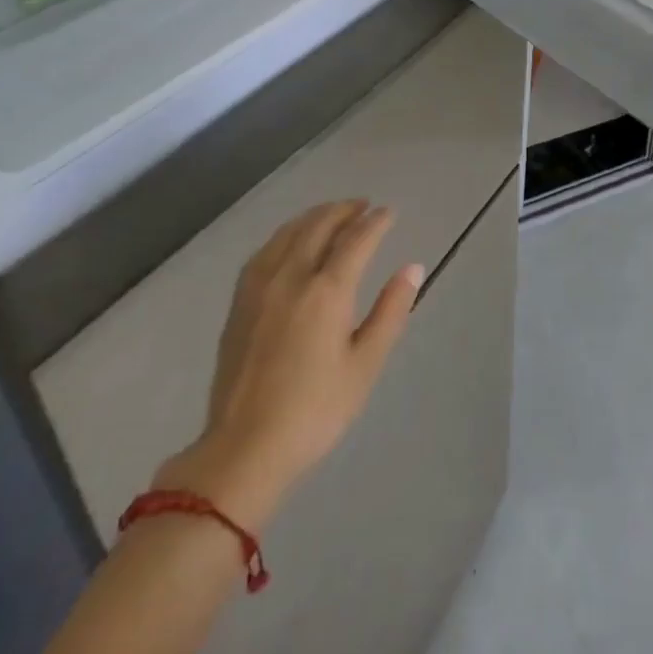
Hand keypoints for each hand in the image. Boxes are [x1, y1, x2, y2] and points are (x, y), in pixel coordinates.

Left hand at [153, 201, 423, 527]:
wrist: (245, 448)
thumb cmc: (316, 410)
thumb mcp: (365, 364)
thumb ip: (390, 310)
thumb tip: (412, 268)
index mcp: (327, 291)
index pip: (356, 240)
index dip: (376, 222)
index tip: (390, 212)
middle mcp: (291, 277)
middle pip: (319, 226)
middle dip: (344, 210)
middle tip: (363, 205)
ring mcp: (260, 287)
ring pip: (288, 233)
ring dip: (314, 216)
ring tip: (332, 213)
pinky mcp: (239, 303)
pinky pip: (265, 251)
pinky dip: (285, 235)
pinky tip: (289, 241)